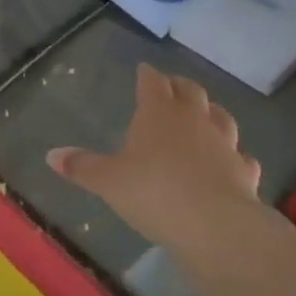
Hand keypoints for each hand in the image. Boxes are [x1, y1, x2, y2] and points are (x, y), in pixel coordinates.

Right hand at [47, 65, 260, 251]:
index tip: (144, 70)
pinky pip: (241, 157)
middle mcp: (194, 120)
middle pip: (191, 91)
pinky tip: (233, 162)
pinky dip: (235, 156)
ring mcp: (224, 144)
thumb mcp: (108, 181)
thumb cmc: (153, 193)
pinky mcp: (244, 172)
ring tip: (205, 115)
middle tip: (172, 86)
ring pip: (222, 118)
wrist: (215, 226)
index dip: (147, 75)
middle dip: (180, 86)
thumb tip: (51, 155)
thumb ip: (82, 167)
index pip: (152, 82)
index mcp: (158, 113)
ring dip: (212, 113)